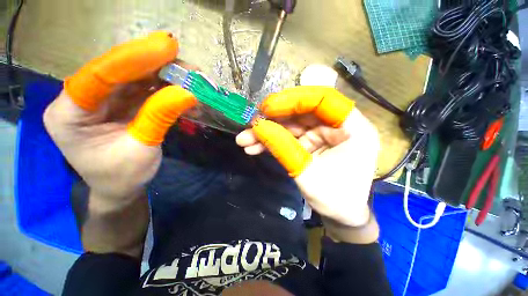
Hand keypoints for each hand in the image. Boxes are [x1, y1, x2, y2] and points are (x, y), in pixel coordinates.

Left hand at [44, 31, 196, 208]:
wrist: (120, 188)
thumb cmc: (122, 176)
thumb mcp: (142, 149)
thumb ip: (160, 117)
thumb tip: (187, 94)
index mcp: (69, 113)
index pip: (100, 75)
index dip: (134, 58)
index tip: (166, 46)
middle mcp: (82, 98)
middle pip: (118, 71)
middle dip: (153, 63)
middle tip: (183, 57)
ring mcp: (102, 99)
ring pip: (133, 77)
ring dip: (163, 74)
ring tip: (190, 73)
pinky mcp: (120, 103)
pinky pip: (143, 89)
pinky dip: (165, 87)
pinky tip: (183, 87)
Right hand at [236, 86, 379, 227]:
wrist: (341, 217)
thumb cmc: (335, 199)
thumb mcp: (307, 174)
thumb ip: (283, 148)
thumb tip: (258, 127)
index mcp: (353, 128)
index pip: (323, 99)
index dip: (294, 100)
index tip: (268, 108)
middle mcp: (338, 126)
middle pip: (302, 112)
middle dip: (274, 119)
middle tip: (251, 124)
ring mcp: (322, 135)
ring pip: (291, 125)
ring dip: (267, 132)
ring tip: (245, 140)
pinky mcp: (311, 143)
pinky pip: (289, 137)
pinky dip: (272, 142)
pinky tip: (254, 147)